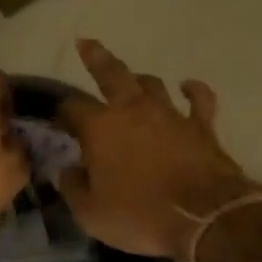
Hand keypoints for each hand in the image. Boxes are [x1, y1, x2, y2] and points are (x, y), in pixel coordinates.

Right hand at [57, 39, 261, 259]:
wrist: (205, 218)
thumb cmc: (140, 216)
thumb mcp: (91, 213)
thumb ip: (73, 187)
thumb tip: (66, 170)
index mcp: (100, 128)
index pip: (71, 108)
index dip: (61, 111)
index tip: (56, 118)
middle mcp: (133, 110)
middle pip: (111, 73)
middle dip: (96, 57)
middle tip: (86, 43)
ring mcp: (170, 113)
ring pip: (151, 83)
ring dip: (138, 80)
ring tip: (132, 79)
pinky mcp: (201, 125)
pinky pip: (198, 98)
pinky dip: (191, 89)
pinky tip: (187, 85)